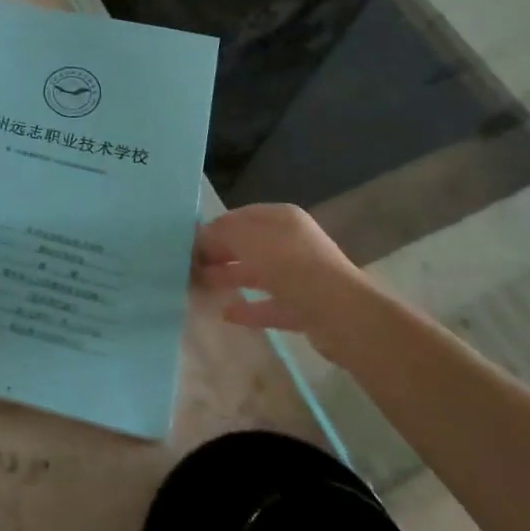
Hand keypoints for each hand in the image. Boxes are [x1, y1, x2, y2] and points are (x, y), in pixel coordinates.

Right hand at [195, 204, 364, 339]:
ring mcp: (300, 275)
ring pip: (258, 273)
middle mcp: (292, 242)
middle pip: (248, 244)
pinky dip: (249, 308)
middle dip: (220, 253)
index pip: (240, 216)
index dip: (214, 228)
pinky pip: (270, 304)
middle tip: (190, 265)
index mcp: (281, 218)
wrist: (341, 314)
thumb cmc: (290, 265)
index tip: (188, 243)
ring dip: (230, 277)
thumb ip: (219, 235)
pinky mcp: (304, 307)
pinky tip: (226, 314)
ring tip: (200, 285)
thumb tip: (200, 238)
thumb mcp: (247, 240)